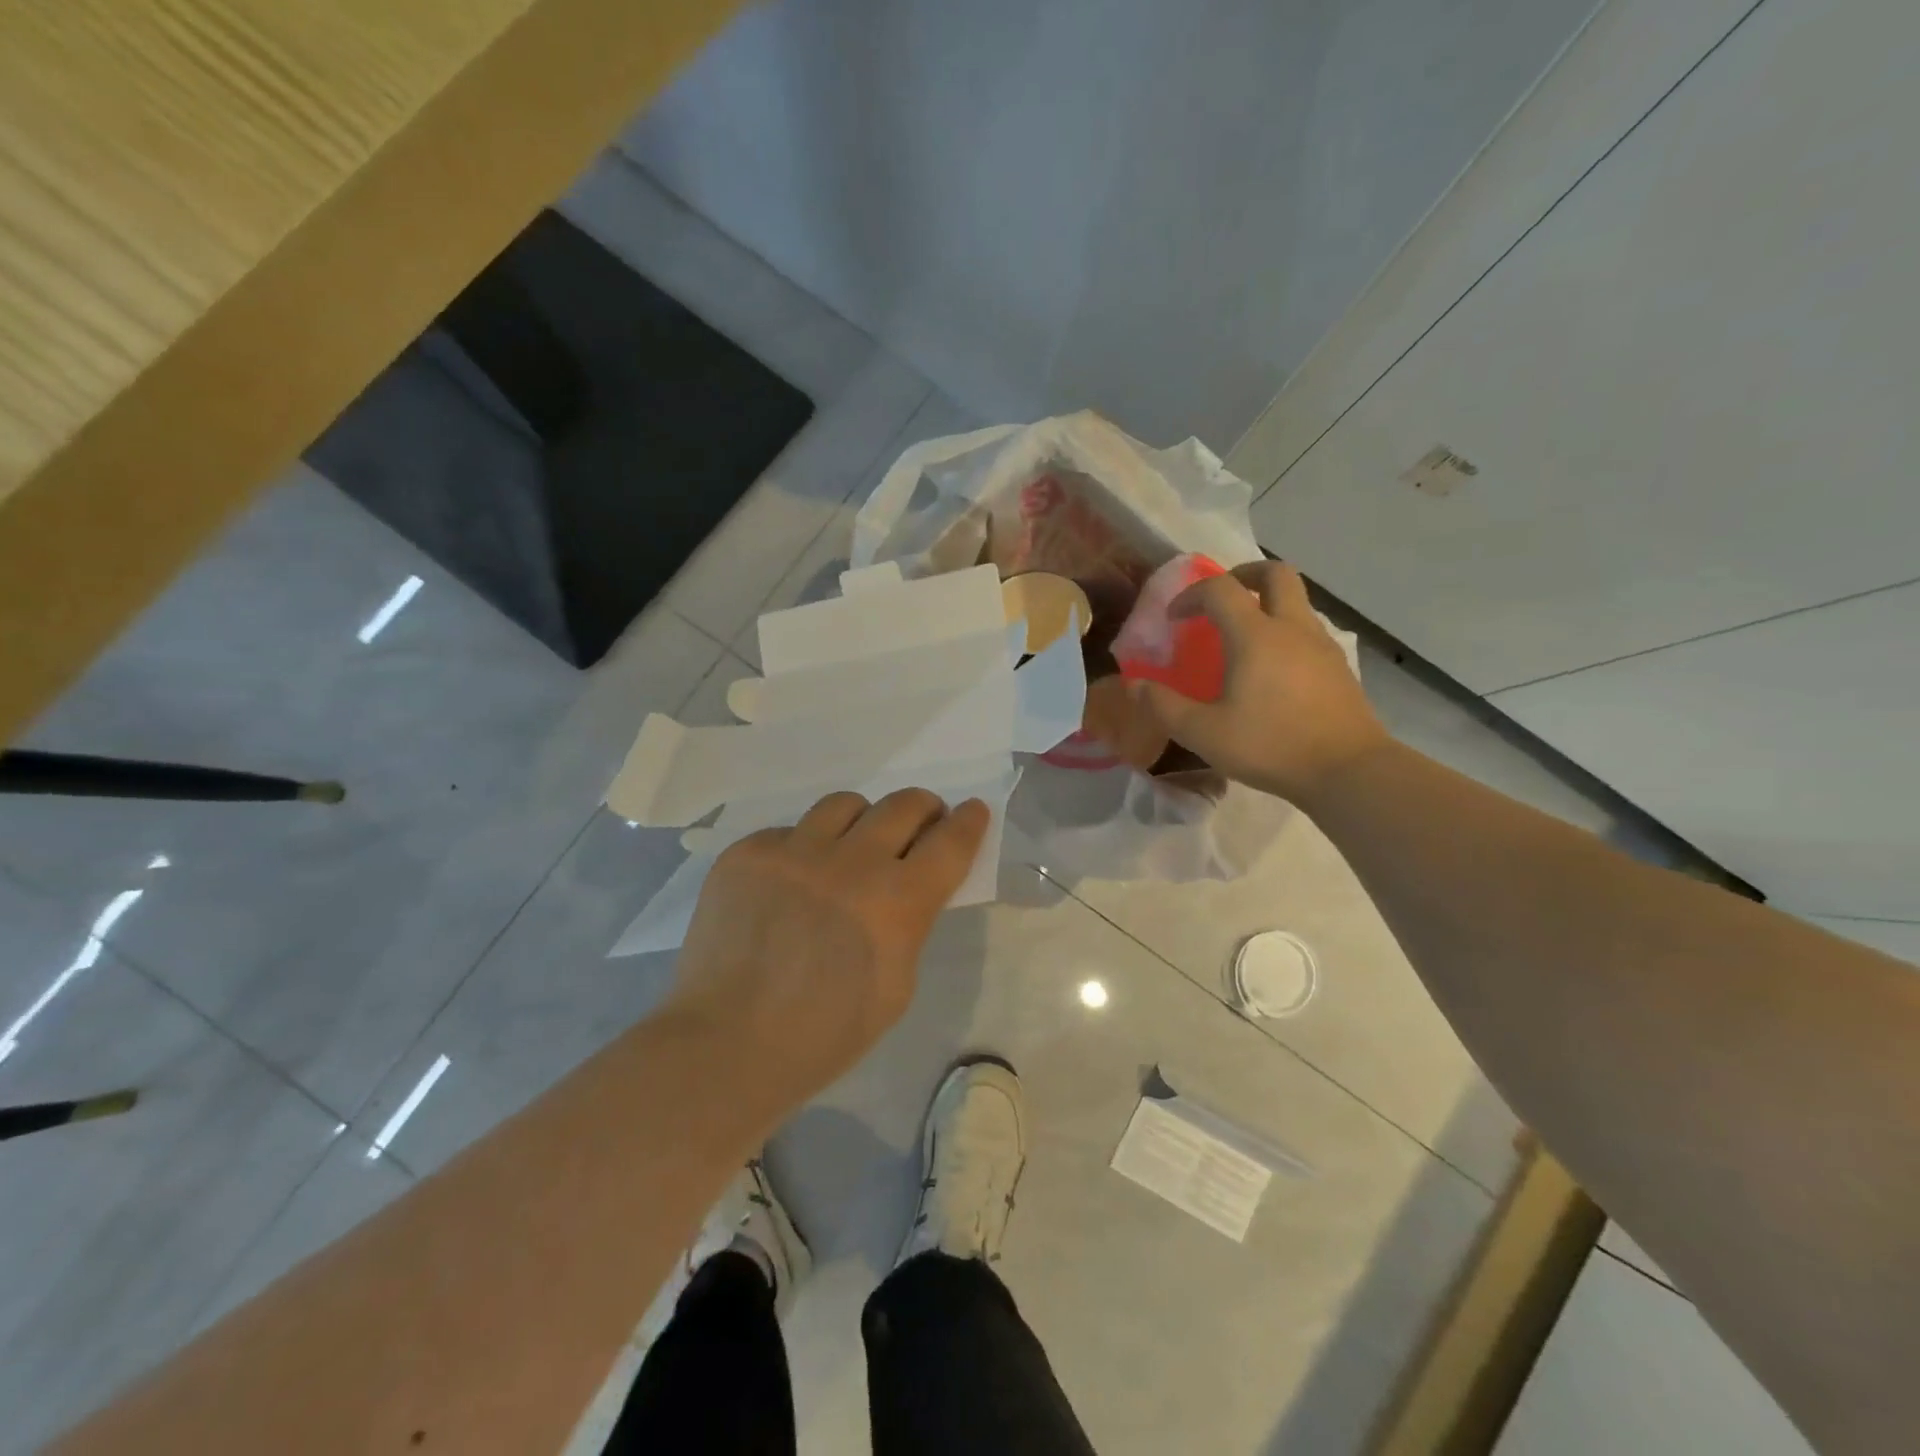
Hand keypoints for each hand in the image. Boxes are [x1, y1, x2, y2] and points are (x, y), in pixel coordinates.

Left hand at [669, 789, 990, 1114]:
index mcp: (896, 902)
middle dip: (923, 809)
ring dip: (862, 821)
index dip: (968, 822)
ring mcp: (794, 851)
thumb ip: (909, 924)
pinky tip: (790, 884)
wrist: (726, 1045)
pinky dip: (802, 850)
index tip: (973, 810)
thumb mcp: (896, 986)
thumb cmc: (825, 1035)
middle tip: (920, 823)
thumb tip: (906, 886)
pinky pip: (789, 832)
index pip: (949, 842)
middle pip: (904, 804)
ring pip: (845, 804)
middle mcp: (850, 862)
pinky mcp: (747, 853)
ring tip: (852, 847)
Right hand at [1128, 561, 1389, 805]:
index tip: (1174, 619)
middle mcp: (1292, 628)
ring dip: (1266, 603)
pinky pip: (1308, 630)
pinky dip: (1284, 632)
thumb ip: (1164, 707)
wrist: (1348, 771)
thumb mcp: (1204, 733)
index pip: (1220, 589)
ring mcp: (1321, 645)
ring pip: (1296, 601)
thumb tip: (1134, 686)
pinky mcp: (1338, 668)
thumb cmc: (1271, 746)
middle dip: (1242, 575)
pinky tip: (1271, 670)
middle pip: (1274, 573)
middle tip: (1220, 598)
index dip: (1191, 595)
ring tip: (1242, 637)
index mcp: (1256, 635)